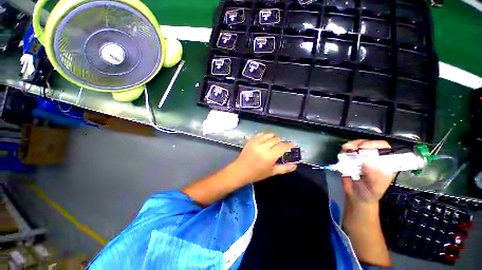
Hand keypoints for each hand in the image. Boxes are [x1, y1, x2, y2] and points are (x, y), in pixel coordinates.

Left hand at [232, 133, 296, 183]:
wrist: (240, 170)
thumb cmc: (256, 173)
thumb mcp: (271, 172)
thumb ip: (284, 168)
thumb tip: (295, 165)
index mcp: (270, 156)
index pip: (283, 146)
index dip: (289, 145)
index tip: (292, 145)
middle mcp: (264, 147)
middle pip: (276, 139)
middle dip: (281, 141)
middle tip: (281, 146)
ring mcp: (256, 142)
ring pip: (268, 135)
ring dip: (273, 137)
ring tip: (273, 142)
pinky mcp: (251, 140)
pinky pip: (260, 134)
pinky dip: (265, 135)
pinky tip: (265, 140)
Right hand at [341, 140, 394, 205]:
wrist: (356, 196)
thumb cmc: (370, 192)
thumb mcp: (376, 187)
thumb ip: (375, 176)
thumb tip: (368, 162)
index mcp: (384, 163)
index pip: (384, 149)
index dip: (377, 145)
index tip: (366, 147)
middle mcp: (373, 158)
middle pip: (370, 144)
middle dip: (362, 143)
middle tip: (355, 148)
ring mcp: (361, 157)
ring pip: (358, 145)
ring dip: (352, 145)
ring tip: (347, 149)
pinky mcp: (349, 158)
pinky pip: (347, 150)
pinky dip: (345, 149)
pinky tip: (343, 151)